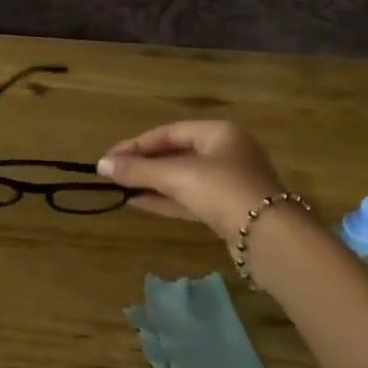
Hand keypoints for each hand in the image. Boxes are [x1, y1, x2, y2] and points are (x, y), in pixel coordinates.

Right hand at [97, 121, 286, 240]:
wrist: (267, 234)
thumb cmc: (221, 190)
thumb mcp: (176, 176)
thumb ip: (138, 170)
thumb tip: (101, 165)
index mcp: (219, 133)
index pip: (169, 132)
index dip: (136, 144)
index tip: (109, 158)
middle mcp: (226, 152)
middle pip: (176, 153)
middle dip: (144, 164)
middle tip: (113, 173)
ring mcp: (229, 182)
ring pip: (182, 178)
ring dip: (152, 183)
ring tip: (121, 188)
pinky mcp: (227, 209)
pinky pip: (189, 198)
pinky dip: (165, 199)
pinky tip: (139, 202)